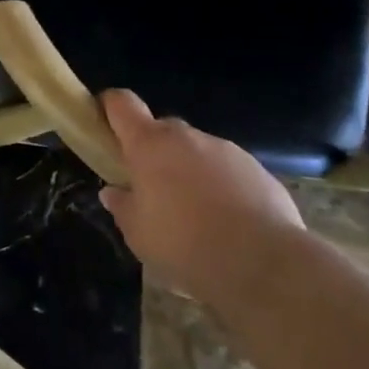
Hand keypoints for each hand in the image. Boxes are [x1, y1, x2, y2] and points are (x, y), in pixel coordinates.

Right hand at [97, 89, 305, 300]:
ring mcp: (225, 149)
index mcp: (150, 145)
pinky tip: (229, 224)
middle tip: (153, 189)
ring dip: (190, 171)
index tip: (105, 125)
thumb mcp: (139, 235)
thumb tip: (114, 192)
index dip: (110, 107)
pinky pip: (229, 171)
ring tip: (197, 216)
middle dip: (154, 152)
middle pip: (161, 130)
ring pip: (197, 151)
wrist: (264, 265)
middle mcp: (187, 137)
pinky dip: (222, 187)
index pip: (122, 103)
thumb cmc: (185, 245)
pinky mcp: (257, 169)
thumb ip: (123, 207)